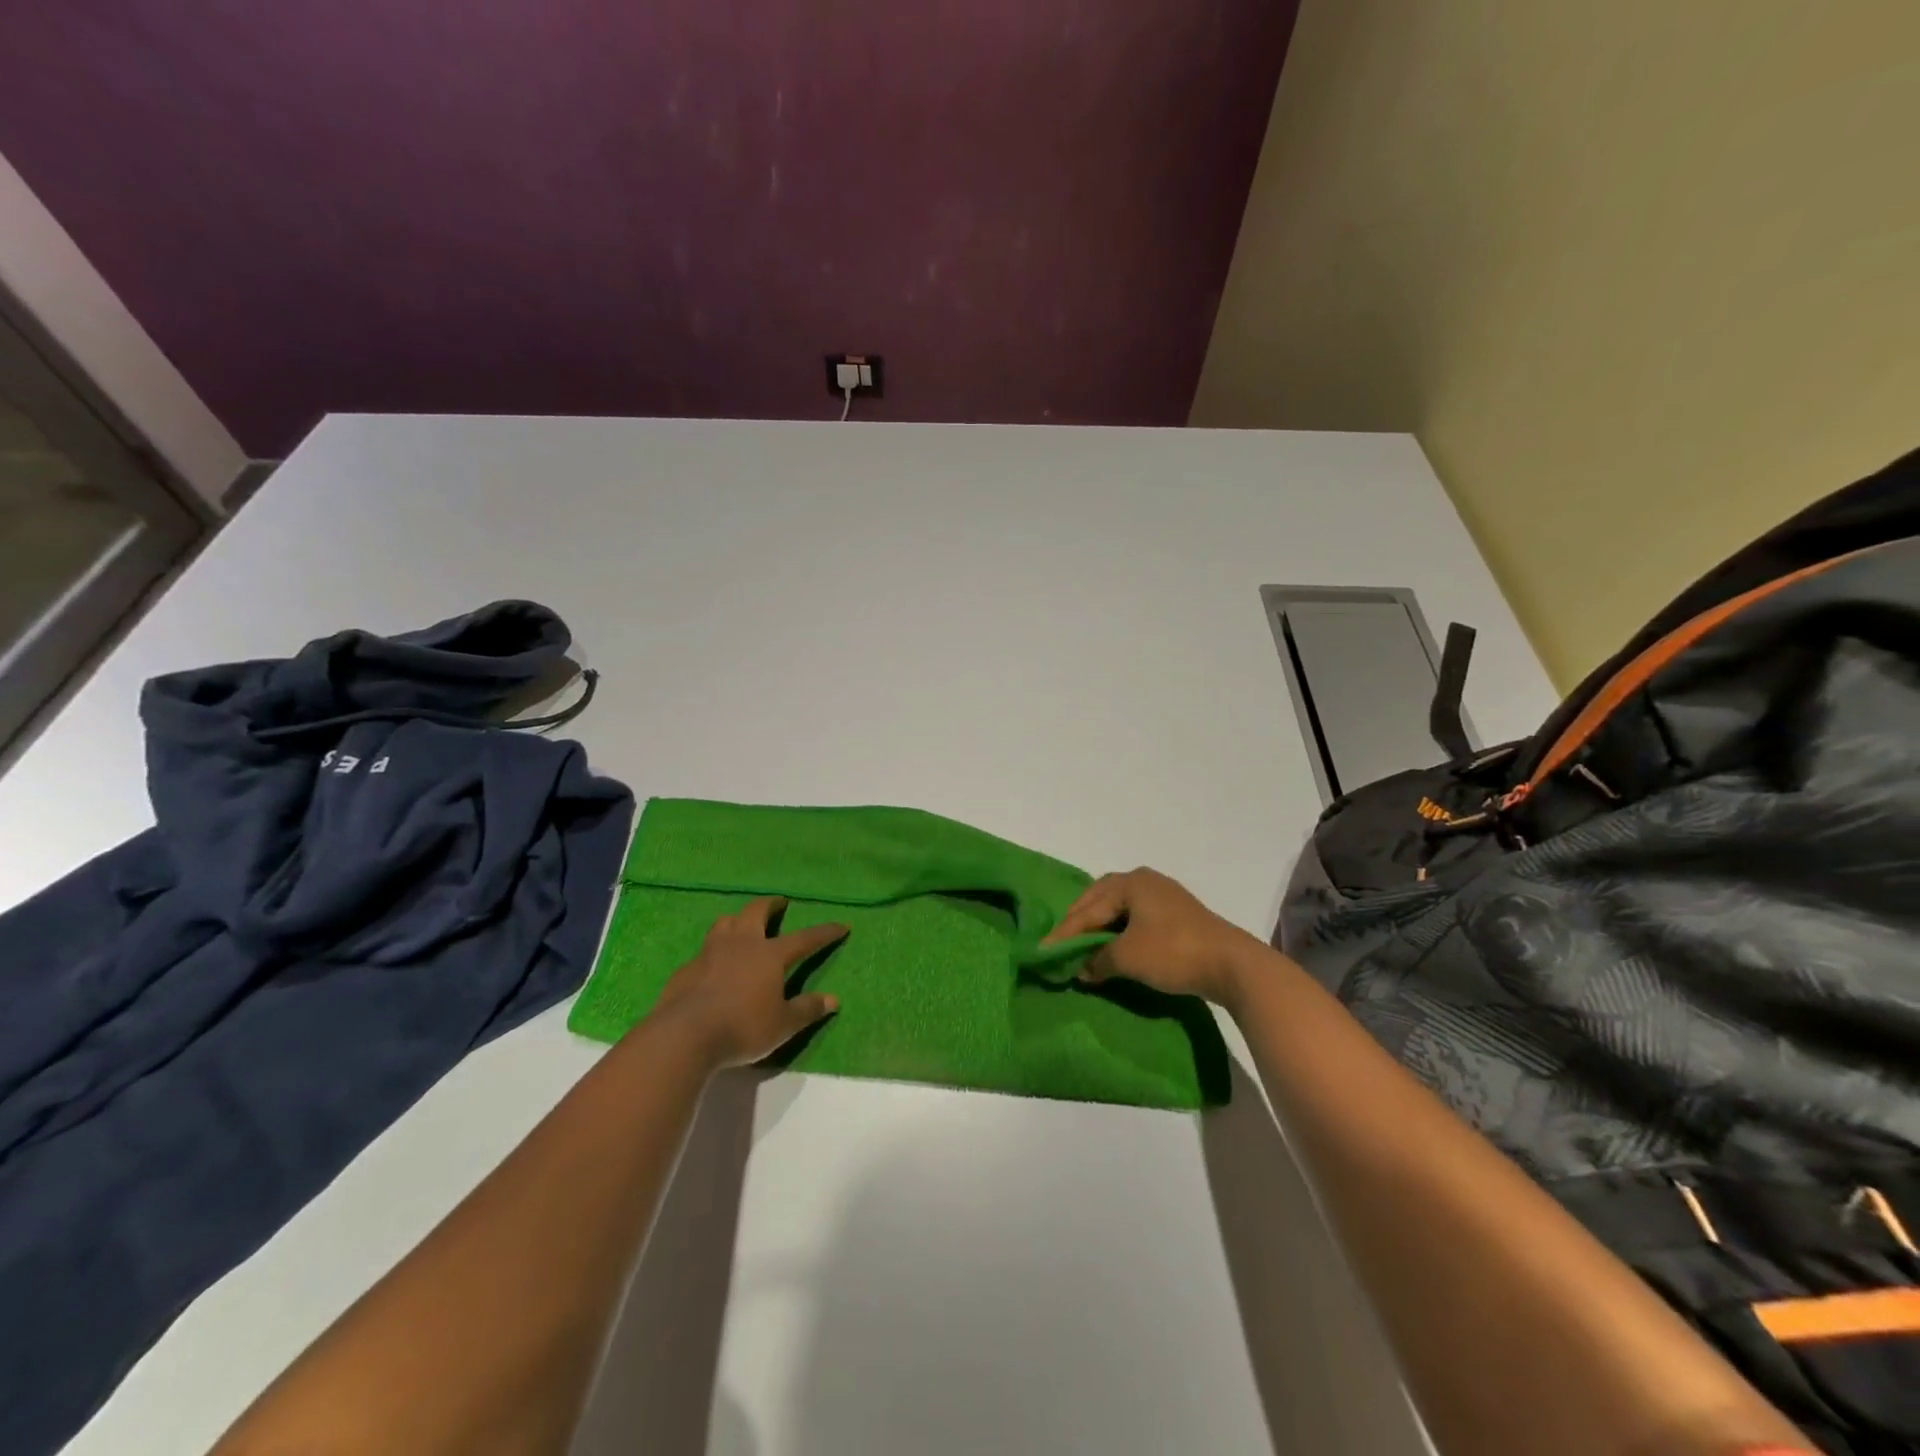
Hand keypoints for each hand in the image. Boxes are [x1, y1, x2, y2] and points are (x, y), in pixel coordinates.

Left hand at [649, 898, 847, 1068]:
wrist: (685, 1035)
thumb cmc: (742, 1027)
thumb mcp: (782, 1025)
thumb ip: (807, 1010)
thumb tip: (833, 1000)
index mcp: (769, 955)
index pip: (804, 939)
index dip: (824, 932)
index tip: (841, 926)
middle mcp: (741, 944)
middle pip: (755, 912)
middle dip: (770, 904)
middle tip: (779, 903)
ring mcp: (710, 953)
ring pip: (725, 923)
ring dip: (737, 920)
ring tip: (742, 925)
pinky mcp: (687, 968)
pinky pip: (704, 951)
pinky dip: (714, 952)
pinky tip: (713, 965)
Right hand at [1041, 867, 1263, 1008]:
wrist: (1232, 964)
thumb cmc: (1173, 952)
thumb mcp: (1127, 957)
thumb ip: (1097, 960)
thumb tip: (1081, 969)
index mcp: (1130, 882)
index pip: (1087, 908)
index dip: (1064, 933)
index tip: (1043, 952)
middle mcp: (1145, 881)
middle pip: (1101, 900)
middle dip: (1081, 922)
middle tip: (1063, 944)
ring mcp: (1164, 896)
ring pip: (1120, 909)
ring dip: (1101, 928)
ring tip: (1085, 946)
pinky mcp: (1178, 916)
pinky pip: (1137, 919)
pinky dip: (1120, 932)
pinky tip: (1115, 948)